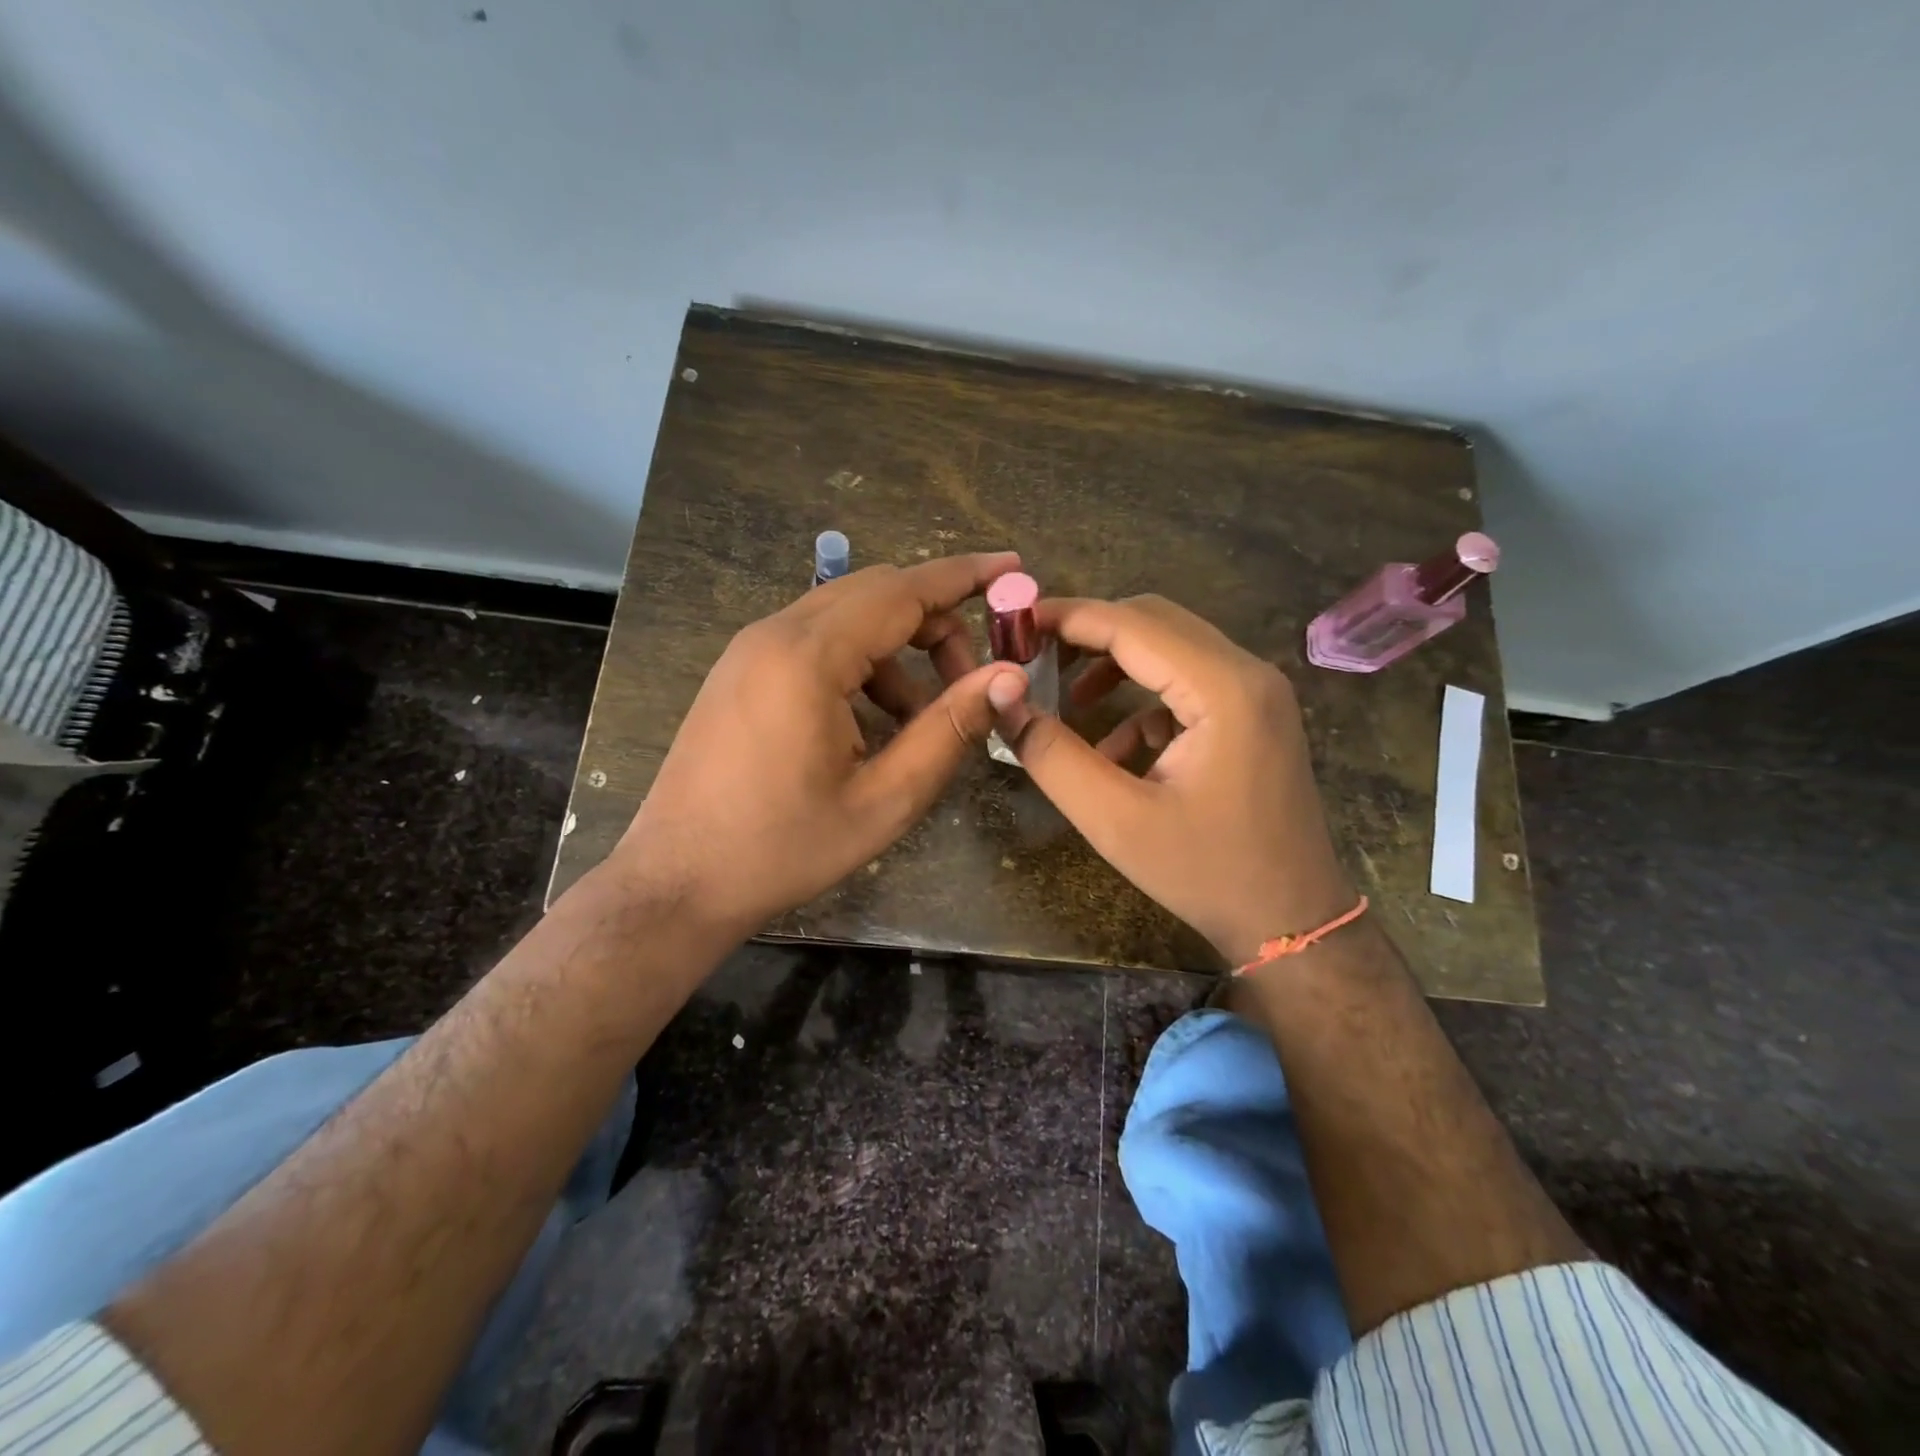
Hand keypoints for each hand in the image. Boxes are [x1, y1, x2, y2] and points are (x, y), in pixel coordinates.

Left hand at [614, 553, 1029, 937]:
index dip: (965, 576)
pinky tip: (872, 724)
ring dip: (898, 651)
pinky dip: (860, 665)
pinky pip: (815, 642)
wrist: (678, 881)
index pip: (903, 591)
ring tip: (921, 720)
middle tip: (972, 678)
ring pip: (846, 618)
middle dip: (936, 623)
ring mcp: (750, 650)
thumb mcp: (884, 800)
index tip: (1013, 566)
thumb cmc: (784, 848)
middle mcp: (774, 634)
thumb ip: (949, 730)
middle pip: (876, 594)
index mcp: (808, 657)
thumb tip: (1008, 677)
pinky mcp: (740, 671)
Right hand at [1000, 595, 1354, 963]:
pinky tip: (1114, 750)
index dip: (1068, 617)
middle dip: (1090, 632)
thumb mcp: (1115, 820)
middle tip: (1034, 655)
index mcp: (1223, 689)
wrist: (1293, 922)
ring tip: (1065, 697)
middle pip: (1155, 621)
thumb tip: (1004, 700)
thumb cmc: (1205, 873)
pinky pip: (1188, 684)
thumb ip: (1054, 756)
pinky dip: (1142, 700)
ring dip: (1115, 663)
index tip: (1015, 623)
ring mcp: (1257, 693)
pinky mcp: (1253, 716)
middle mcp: (1248, 673)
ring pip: (1172, 647)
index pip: (1133, 624)